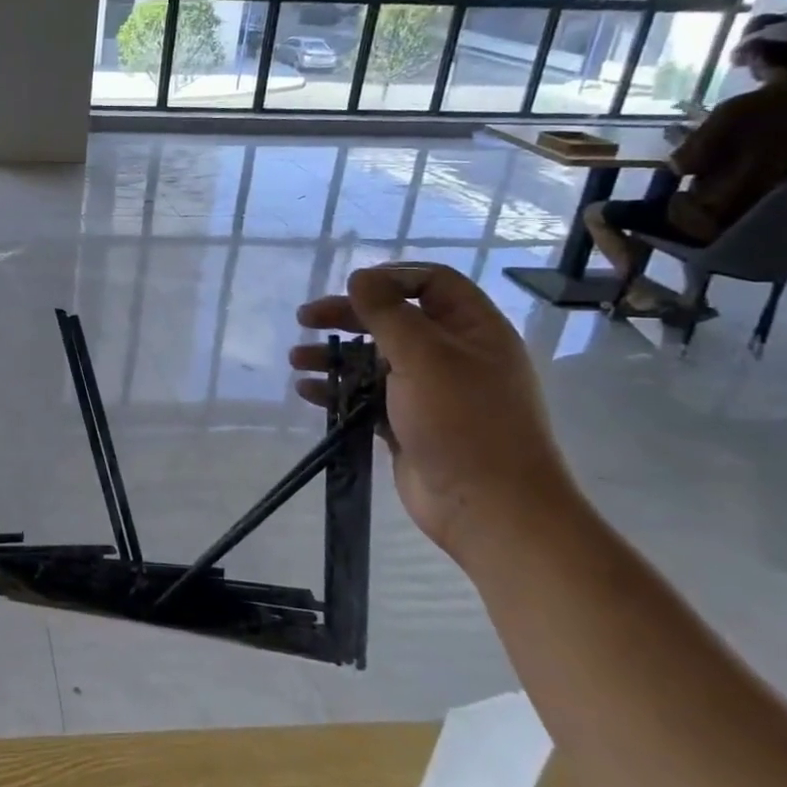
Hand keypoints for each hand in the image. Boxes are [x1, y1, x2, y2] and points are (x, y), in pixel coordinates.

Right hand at [290, 263, 575, 566]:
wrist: (489, 509)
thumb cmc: (463, 421)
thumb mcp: (424, 356)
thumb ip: (388, 313)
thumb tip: (360, 277)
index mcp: (473, 330)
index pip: (432, 283)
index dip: (389, 279)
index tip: (349, 289)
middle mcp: (453, 355)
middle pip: (394, 319)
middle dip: (348, 316)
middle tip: (306, 319)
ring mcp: (430, 392)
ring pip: (375, 359)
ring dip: (335, 355)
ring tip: (297, 359)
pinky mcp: (408, 424)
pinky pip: (367, 396)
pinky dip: (338, 390)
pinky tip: (308, 391)